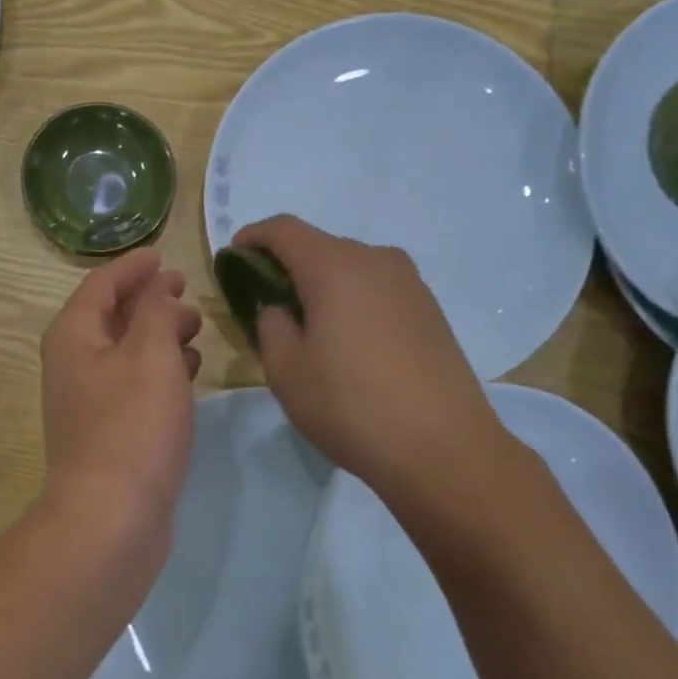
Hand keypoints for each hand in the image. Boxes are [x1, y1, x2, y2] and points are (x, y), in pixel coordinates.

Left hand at [40, 249, 201, 557]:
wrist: (112, 516)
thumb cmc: (132, 425)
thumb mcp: (151, 354)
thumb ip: (156, 312)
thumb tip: (158, 292)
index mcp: (73, 336)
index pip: (101, 284)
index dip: (133, 267)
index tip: (163, 255)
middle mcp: (74, 364)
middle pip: (112, 316)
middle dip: (149, 300)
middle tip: (188, 292)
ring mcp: (89, 401)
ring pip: (126, 352)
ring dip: (158, 334)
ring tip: (196, 328)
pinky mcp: (109, 432)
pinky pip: (135, 384)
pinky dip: (161, 370)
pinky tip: (190, 372)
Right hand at [231, 215, 514, 504]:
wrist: (443, 448)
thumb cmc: (350, 405)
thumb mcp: (286, 370)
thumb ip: (271, 325)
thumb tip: (280, 309)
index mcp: (335, 267)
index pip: (284, 230)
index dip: (253, 237)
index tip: (234, 256)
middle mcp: (376, 261)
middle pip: (320, 246)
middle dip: (287, 266)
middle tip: (265, 303)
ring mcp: (410, 284)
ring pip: (351, 269)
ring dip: (322, 286)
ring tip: (307, 327)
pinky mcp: (430, 310)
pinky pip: (377, 290)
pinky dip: (352, 301)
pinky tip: (347, 343)